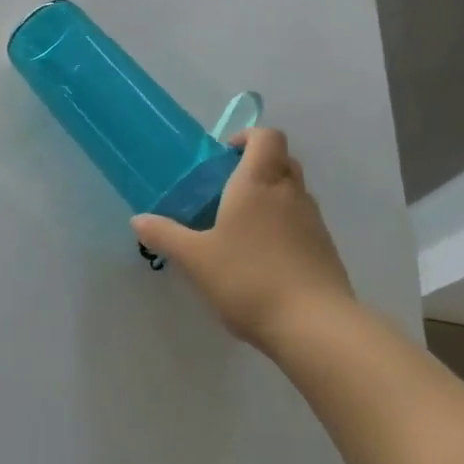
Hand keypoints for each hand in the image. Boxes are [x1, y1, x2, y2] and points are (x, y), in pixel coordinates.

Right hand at [132, 127, 353, 348]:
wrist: (315, 326)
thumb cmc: (248, 278)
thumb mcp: (195, 258)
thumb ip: (165, 235)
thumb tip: (137, 220)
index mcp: (258, 182)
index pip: (266, 137)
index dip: (248, 136)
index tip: (224, 154)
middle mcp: (290, 193)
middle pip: (283, 160)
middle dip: (258, 165)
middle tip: (228, 187)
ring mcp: (314, 221)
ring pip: (294, 192)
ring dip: (272, 197)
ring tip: (242, 227)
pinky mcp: (326, 250)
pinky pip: (303, 223)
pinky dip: (285, 227)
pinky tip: (263, 258)